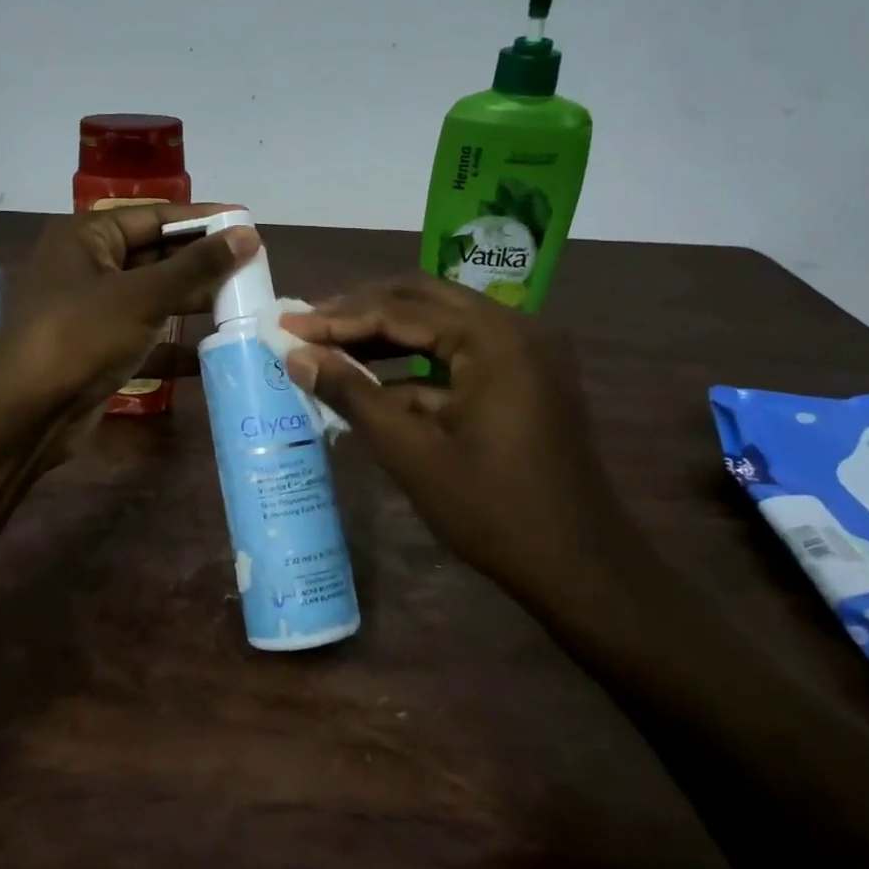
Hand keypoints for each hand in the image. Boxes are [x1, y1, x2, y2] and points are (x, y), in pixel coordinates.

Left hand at [0, 204, 258, 445]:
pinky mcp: (99, 350)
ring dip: (193, 304)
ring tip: (244, 305)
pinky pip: (145, 338)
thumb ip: (196, 266)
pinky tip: (213, 353)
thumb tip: (247, 235)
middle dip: (202, 265)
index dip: (202, 220)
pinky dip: (174, 345)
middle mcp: (88, 267)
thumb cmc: (80, 335)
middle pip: (156, 256)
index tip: (247, 224)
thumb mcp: (142, 295)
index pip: (155, 217)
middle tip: (254, 269)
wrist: (24, 413)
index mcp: (87, 237)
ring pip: (153, 298)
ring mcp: (93, 312)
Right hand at [278, 275, 625, 583]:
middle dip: (360, 312)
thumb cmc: (493, 510)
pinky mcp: (524, 377)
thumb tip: (297, 357)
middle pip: (421, 300)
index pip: (400, 310)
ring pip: (440, 324)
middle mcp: (514, 327)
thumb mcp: (411, 452)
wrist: (580, 568)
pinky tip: (372, 382)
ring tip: (329, 346)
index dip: (337, 318)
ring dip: (385, 334)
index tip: (288, 326)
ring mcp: (524, 351)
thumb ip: (352, 395)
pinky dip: (415, 364)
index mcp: (494, 337)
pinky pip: (459, 354)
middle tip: (307, 326)